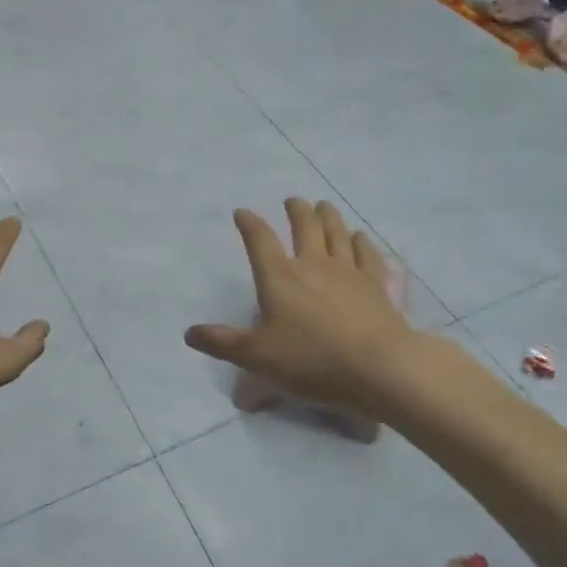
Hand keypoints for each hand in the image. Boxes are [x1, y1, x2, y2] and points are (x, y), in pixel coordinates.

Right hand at [185, 199, 414, 418]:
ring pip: (337, 233)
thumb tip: (189, 333)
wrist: (376, 365)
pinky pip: (368, 254)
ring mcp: (348, 271)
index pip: (260, 240)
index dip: (249, 223)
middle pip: (305, 226)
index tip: (241, 212)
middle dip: (296, 211)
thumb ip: (222, 343)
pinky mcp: (376, 284)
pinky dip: (362, 242)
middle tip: (293, 201)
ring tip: (323, 206)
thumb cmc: (310, 359)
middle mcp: (313, 264)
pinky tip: (360, 237)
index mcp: (279, 277)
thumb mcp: (256, 356)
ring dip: (328, 216)